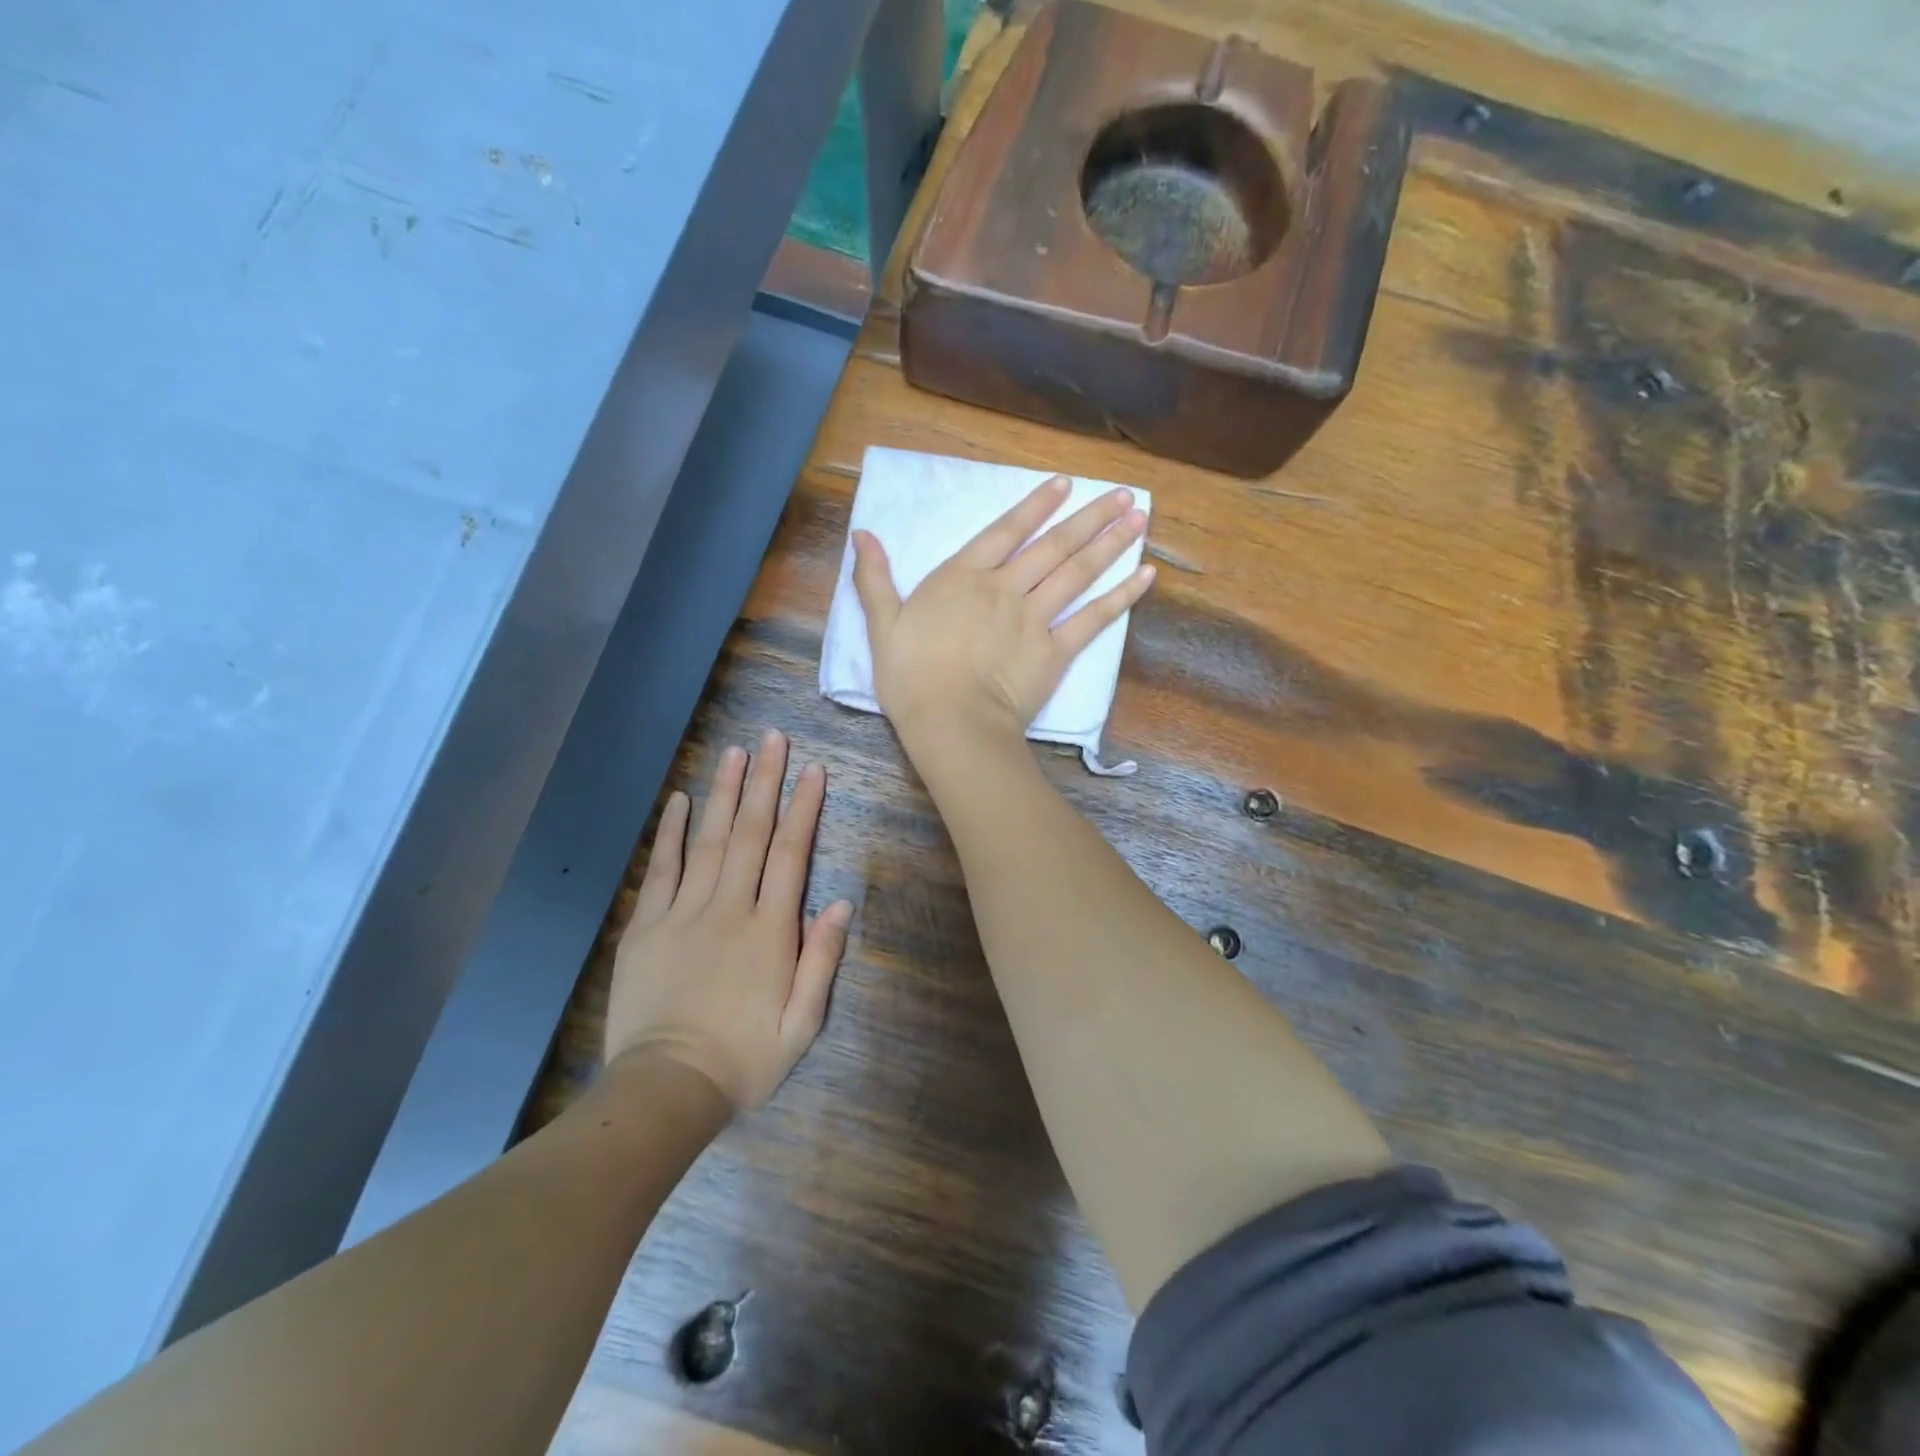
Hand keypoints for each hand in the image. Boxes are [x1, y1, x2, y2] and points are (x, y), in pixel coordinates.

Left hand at [604, 730, 852, 1111]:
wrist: (666, 1088)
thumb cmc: (744, 1059)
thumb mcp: (801, 1024)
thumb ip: (821, 961)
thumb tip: (840, 904)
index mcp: (770, 930)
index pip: (791, 854)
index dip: (804, 808)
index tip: (813, 769)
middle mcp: (729, 908)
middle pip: (751, 833)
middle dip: (765, 782)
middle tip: (773, 739)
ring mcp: (684, 912)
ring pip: (709, 840)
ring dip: (724, 793)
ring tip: (735, 752)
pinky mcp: (647, 925)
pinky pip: (661, 868)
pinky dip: (670, 832)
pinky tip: (679, 800)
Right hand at [851, 474, 1153, 743]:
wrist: (951, 721)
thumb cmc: (910, 676)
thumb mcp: (882, 624)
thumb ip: (874, 578)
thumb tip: (861, 534)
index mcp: (963, 577)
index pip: (1005, 531)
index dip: (1035, 506)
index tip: (1065, 484)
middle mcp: (1005, 587)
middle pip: (1053, 545)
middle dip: (1090, 517)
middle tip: (1126, 495)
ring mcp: (1035, 618)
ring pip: (1078, 572)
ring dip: (1111, 543)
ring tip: (1140, 519)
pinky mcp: (1056, 651)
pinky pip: (1094, 619)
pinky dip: (1121, 596)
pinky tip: (1145, 576)